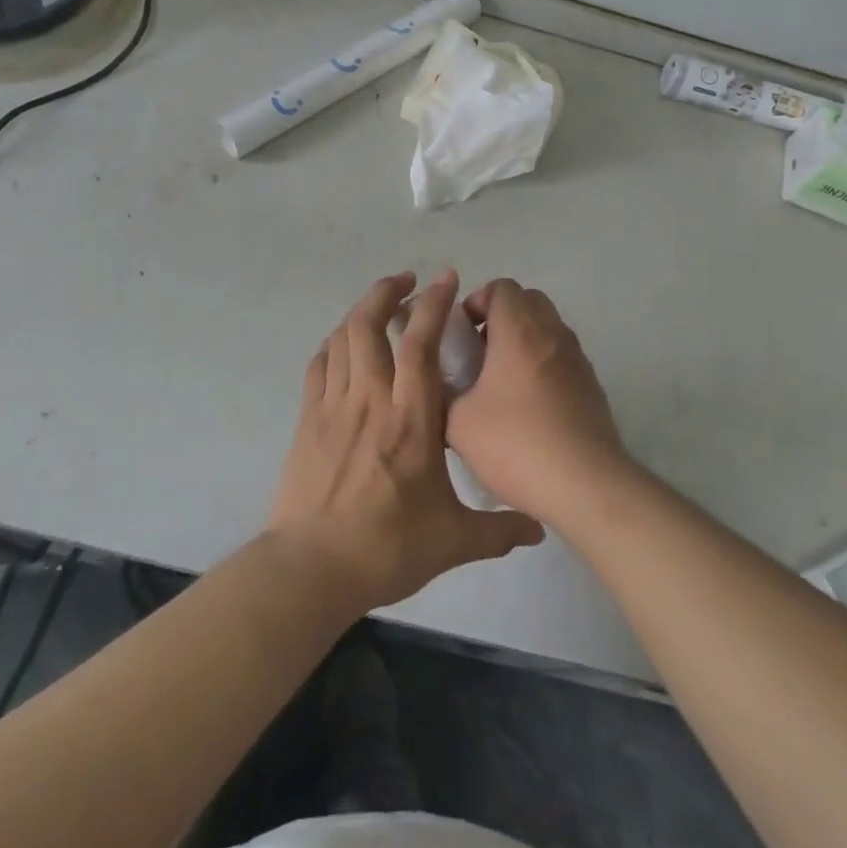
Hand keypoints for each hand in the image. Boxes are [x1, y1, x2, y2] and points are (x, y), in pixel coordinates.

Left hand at [267, 270, 544, 613]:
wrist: (312, 568)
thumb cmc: (387, 547)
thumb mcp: (453, 541)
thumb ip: (499, 530)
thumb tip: (539, 530)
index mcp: (411, 418)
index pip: (420, 343)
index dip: (434, 304)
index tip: (445, 279)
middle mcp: (370, 398)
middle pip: (369, 323)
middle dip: (388, 291)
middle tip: (408, 282)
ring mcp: (333, 406)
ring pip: (342, 337)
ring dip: (361, 311)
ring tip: (380, 307)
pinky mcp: (308, 419)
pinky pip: (319, 365)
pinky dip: (334, 344)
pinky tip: (344, 347)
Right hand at [448, 280, 632, 526]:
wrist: (585, 485)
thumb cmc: (516, 444)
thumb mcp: (457, 423)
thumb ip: (442, 393)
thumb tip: (438, 385)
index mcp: (519, 330)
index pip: (501, 287)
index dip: (476, 302)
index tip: (461, 334)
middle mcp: (553, 334)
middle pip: (528, 301)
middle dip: (500, 317)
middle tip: (478, 353)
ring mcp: (578, 359)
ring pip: (548, 328)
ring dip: (523, 341)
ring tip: (500, 382)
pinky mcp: (592, 386)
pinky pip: (562, 357)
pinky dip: (543, 365)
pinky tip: (528, 407)